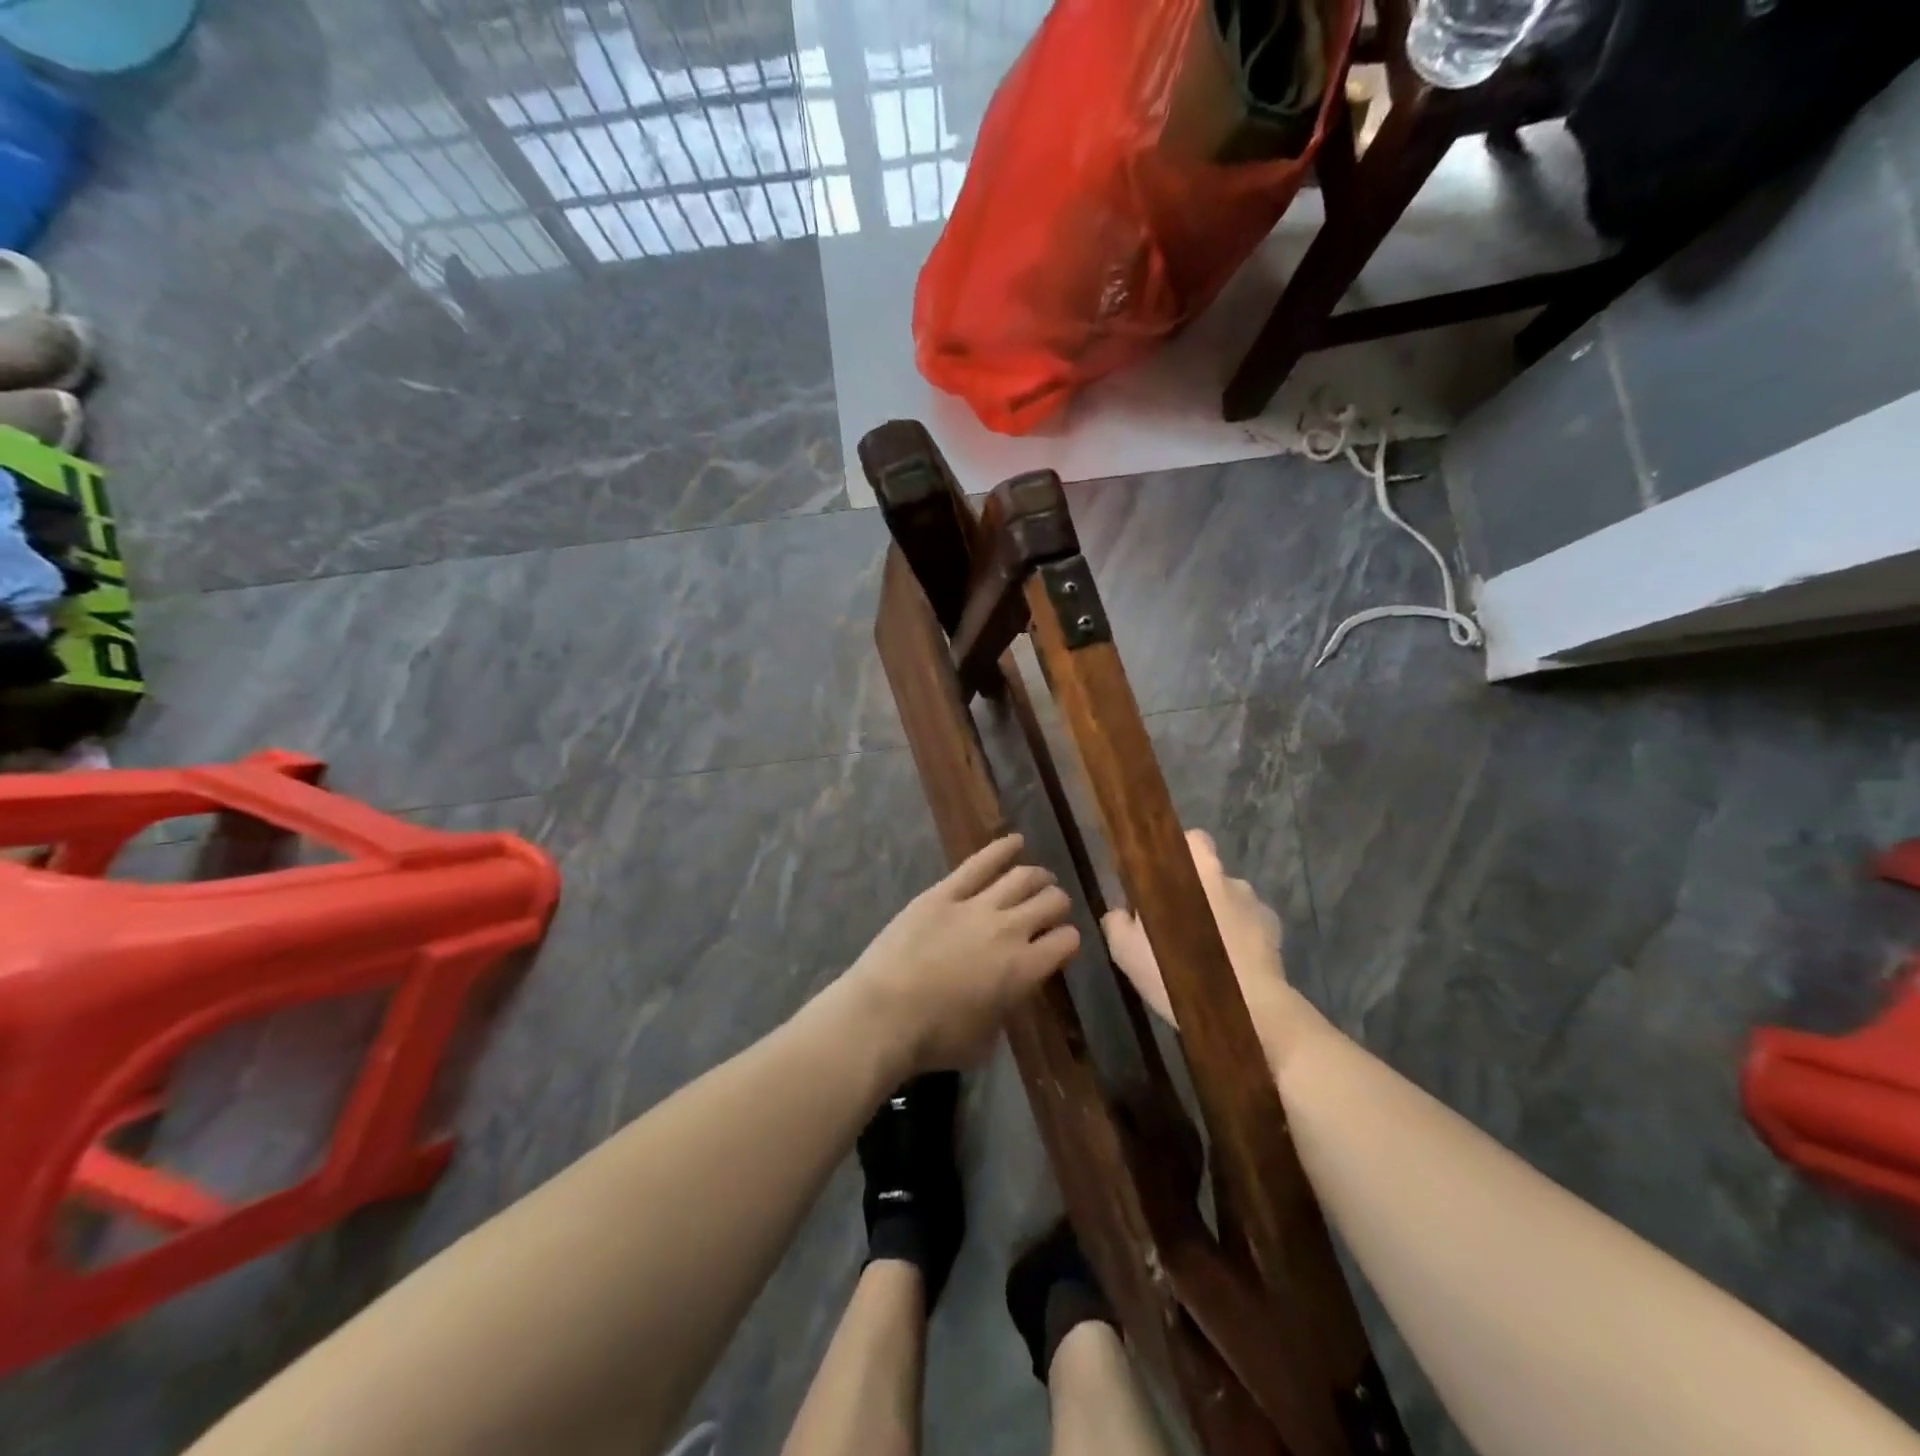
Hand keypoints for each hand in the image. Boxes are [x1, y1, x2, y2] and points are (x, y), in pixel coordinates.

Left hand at [848, 834, 1080, 1072]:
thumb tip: (1007, 995)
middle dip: (1057, 903)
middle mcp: (1010, 930)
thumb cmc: (935, 1038)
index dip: (1068, 941)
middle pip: (1051, 902)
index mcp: (1025, 970)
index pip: (1067, 941)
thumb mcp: (986, 1039)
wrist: (884, 1014)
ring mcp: (976, 906)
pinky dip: (1002, 849)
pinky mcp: (944, 892)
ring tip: (1040, 877)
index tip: (1061, 943)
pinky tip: (1015, 841)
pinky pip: (979, 863)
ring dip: (1037, 876)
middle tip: (1052, 906)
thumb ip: (1006, 1010)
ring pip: (1022, 877)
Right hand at [1102, 830, 1299, 1058]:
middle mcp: (1227, 878)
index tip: (1157, 878)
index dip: (1172, 855)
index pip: (1187, 839)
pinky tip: (1229, 963)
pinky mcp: (1274, 930)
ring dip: (1218, 913)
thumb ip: (1117, 922)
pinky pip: (1250, 924)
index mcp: (1194, 870)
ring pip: (1228, 898)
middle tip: (1175, 919)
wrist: (1248, 1011)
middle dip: (1194, 888)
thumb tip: (1119, 913)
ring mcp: (1255, 903)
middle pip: (1207, 871)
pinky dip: (1240, 936)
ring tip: (1205, 949)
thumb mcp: (1127, 951)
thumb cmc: (1182, 970)